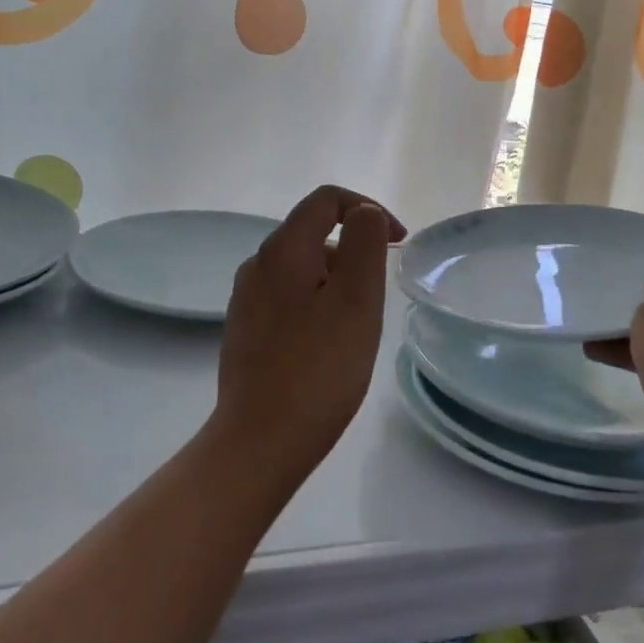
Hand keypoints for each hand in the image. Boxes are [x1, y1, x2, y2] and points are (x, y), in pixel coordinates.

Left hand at [211, 185, 406, 476]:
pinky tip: (327, 342)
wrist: (260, 442)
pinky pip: (288, 296)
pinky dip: (317, 301)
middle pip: (314, 231)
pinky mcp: (245, 330)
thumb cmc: (320, 367)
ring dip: (337, 277)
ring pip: (302, 266)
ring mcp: (246, 299)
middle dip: (354, 248)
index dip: (368, 209)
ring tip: (357, 322)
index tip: (398, 243)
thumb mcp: (357, 298)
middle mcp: (258, 264)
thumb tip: (365, 214)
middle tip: (379, 292)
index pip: (327, 199)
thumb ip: (364, 242)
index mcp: (283, 249)